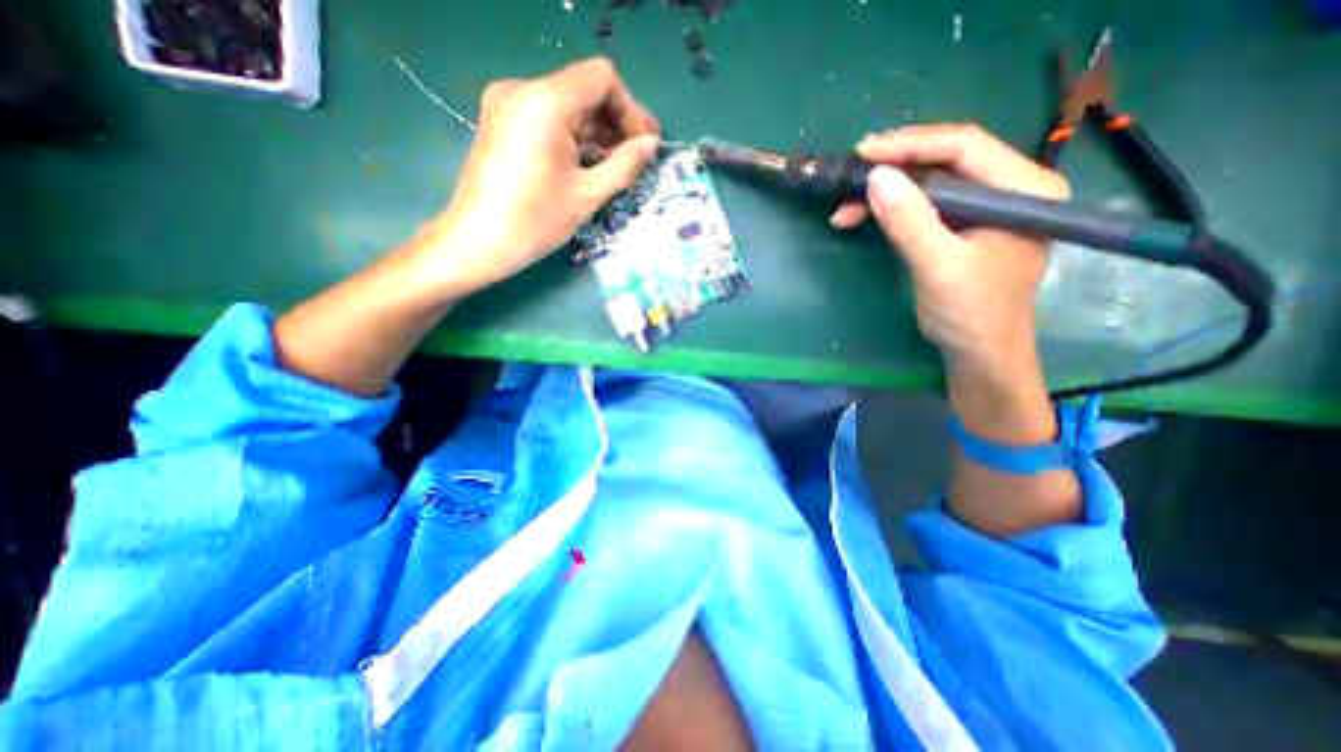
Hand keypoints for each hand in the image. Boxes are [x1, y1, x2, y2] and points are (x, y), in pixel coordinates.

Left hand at [425, 56, 657, 291]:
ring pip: (568, 106)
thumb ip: (625, 164)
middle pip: (584, 90)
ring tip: (621, 163)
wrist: (478, 241)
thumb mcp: (588, 194)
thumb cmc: (536, 221)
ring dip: (598, 132)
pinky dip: (574, 137)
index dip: (631, 109)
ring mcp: (508, 105)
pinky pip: (549, 120)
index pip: (602, 79)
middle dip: (617, 121)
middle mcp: (523, 90)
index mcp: (545, 101)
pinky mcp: (503, 123)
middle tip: (641, 154)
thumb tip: (652, 144)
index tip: (645, 144)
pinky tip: (591, 162)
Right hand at [829, 124, 1070, 372]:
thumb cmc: (969, 314)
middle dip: (894, 166)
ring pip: (929, 182)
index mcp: (1023, 189)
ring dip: (886, 190)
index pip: (964, 147)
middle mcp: (1009, 189)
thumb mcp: (938, 267)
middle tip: (850, 175)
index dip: (910, 145)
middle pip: (946, 159)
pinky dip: (891, 209)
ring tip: (845, 205)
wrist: (978, 354)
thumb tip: (875, 177)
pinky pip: (924, 204)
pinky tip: (864, 215)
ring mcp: (985, 208)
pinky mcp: (962, 227)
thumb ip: (909, 222)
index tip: (863, 154)